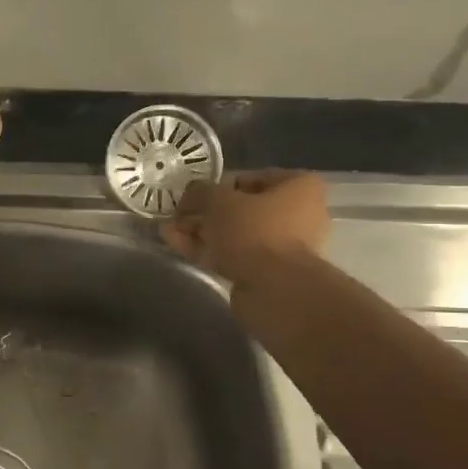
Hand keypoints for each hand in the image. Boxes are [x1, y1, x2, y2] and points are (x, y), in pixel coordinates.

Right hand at [159, 171, 330, 287]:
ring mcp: (283, 246)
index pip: (250, 178)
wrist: (274, 290)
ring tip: (168, 231)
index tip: (192, 195)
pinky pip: (234, 254)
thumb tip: (191, 194)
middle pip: (241, 208)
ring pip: (235, 233)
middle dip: (205, 212)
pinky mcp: (267, 273)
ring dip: (201, 231)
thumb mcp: (218, 201)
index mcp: (299, 187)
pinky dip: (207, 249)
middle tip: (177, 215)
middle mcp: (298, 214)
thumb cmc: (254, 231)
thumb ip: (200, 192)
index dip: (216, 185)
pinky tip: (177, 245)